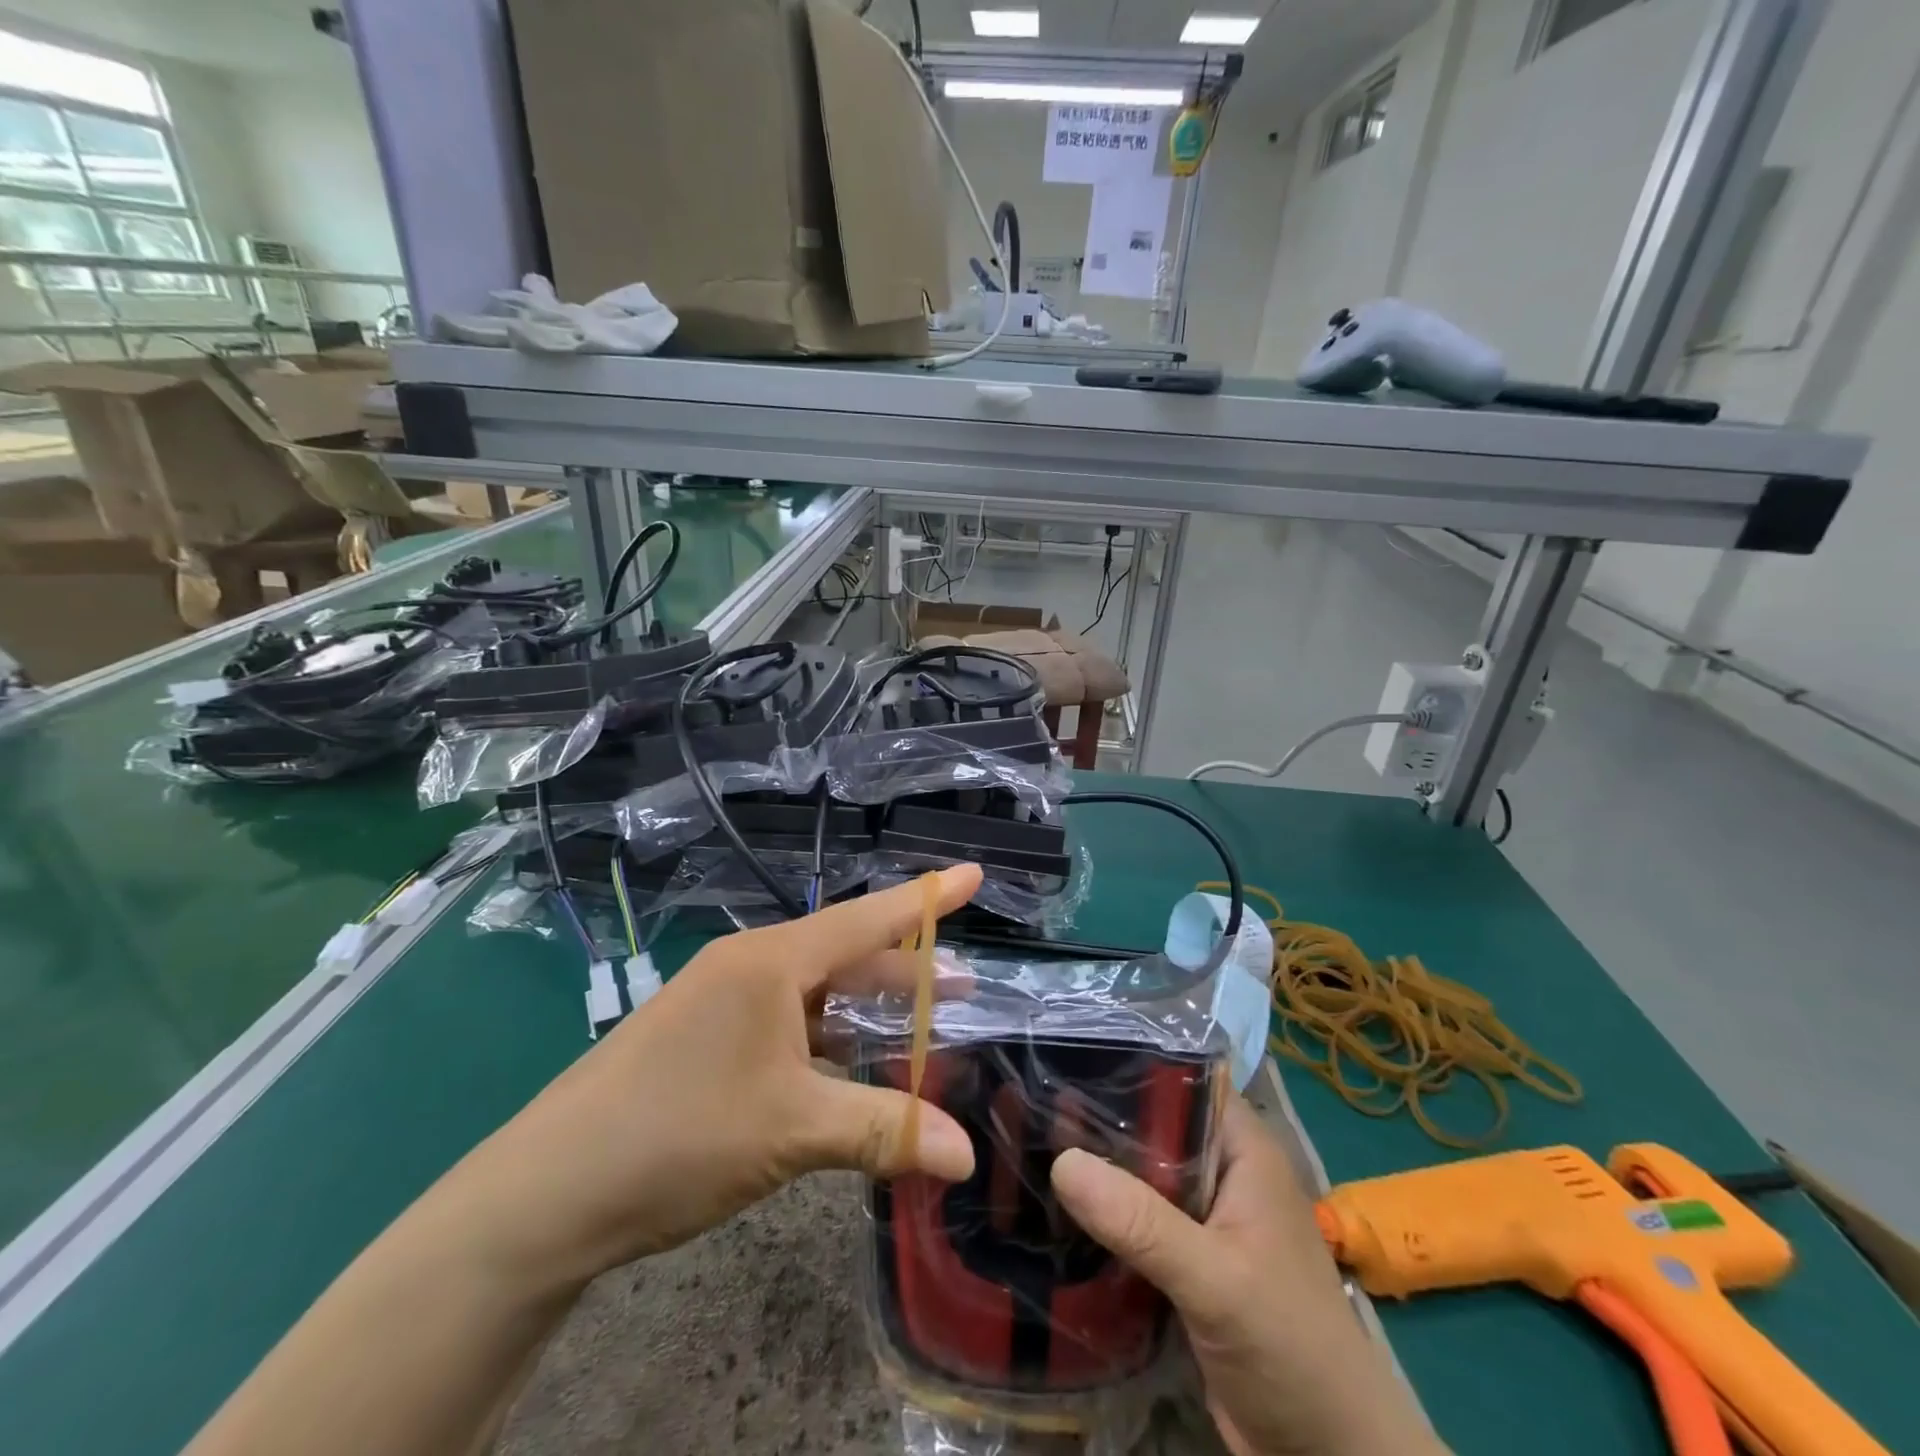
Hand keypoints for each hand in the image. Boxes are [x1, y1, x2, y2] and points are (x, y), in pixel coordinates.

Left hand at [441, 865, 983, 1289]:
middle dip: (904, 970)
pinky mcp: (704, 1035)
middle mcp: (748, 966)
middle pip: (845, 953)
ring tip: (917, 1023)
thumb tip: (966, 1156)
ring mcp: (721, 1000)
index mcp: (771, 962)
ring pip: (814, 990)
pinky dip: (827, 1034)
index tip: (973, 875)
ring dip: (865, 1006)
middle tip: (960, 984)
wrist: (547, 1192)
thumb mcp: (792, 1131)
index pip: (868, 918)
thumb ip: (884, 1133)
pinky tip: (848, 1061)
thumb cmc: (678, 1136)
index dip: (927, 898)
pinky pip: (786, 1018)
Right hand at [1051, 1097, 1445, 1455]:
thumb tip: (1062, 1161)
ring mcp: (1203, 1219)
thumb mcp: (1217, 1281)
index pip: (1183, 1077)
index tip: (1065, 1053)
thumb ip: (1142, 1223)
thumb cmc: (1291, 1349)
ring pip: (1140, 1174)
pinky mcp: (1185, 1262)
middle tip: (1028, 1095)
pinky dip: (1102, 1214)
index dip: (1129, 1061)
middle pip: (1153, 1125)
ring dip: (1096, 1167)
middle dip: (1098, 1116)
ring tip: (1025, 1138)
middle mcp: (1222, 1172)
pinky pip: (1135, 1220)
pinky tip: (1051, 1204)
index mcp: (1243, 1150)